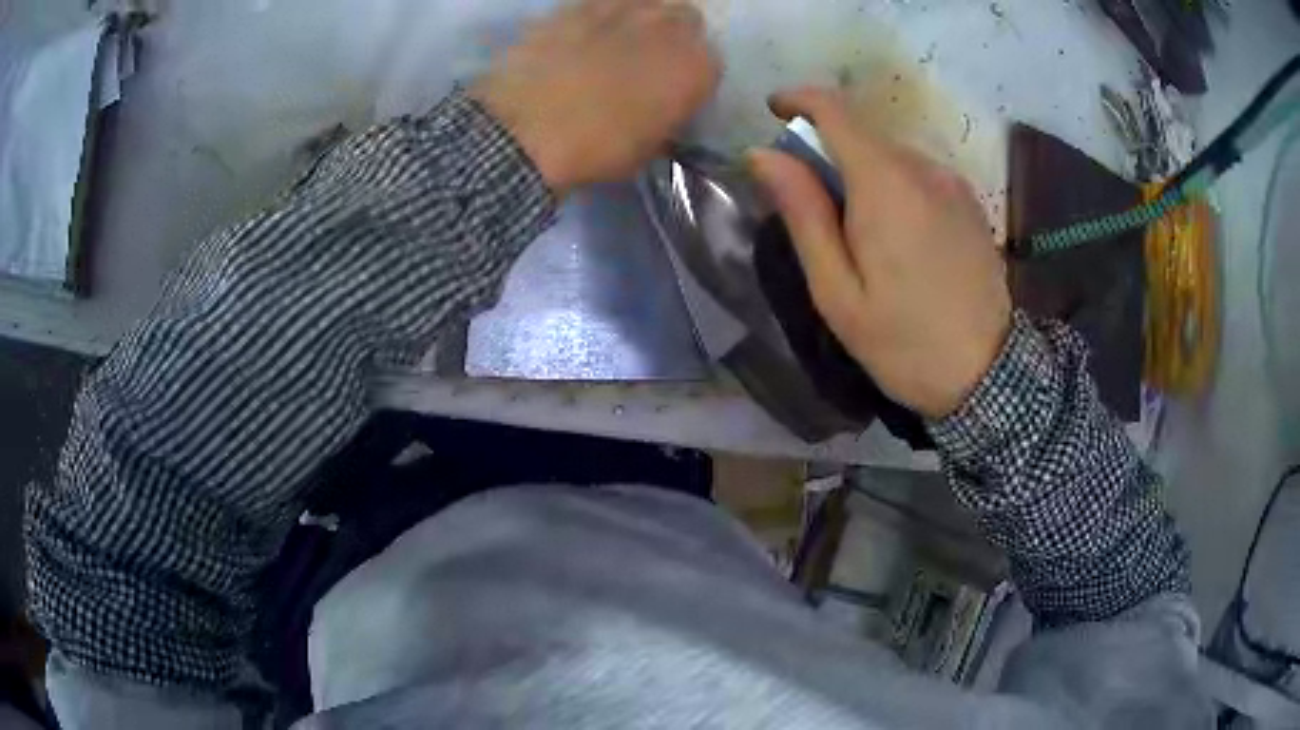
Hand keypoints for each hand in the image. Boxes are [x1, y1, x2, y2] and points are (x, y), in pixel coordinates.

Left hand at [471, 0, 720, 197]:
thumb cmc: (596, 149)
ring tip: (616, 40)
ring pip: (645, 2)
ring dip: (639, 18)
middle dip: (672, 36)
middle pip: (684, 19)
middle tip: (647, 59)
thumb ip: (666, 117)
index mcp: (698, 66)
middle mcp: (669, 26)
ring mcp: (622, 7)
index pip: (710, 63)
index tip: (672, 92)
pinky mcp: (576, 4)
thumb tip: (658, 108)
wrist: (526, 130)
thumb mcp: (649, 148)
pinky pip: (598, 3)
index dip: (690, 77)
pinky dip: (597, 15)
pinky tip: (581, 34)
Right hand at [748, 88, 1011, 420]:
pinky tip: (898, 240)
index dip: (799, 100)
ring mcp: (953, 184)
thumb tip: (763, 154)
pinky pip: (919, 175)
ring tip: (859, 236)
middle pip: (862, 134)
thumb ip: (803, 214)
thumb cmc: (903, 342)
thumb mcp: (836, 290)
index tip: (774, 112)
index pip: (835, 110)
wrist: (988, 377)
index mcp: (885, 184)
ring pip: (891, 155)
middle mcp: (924, 169)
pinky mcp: (970, 203)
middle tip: (813, 209)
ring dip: (862, 173)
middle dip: (827, 152)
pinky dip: (894, 186)